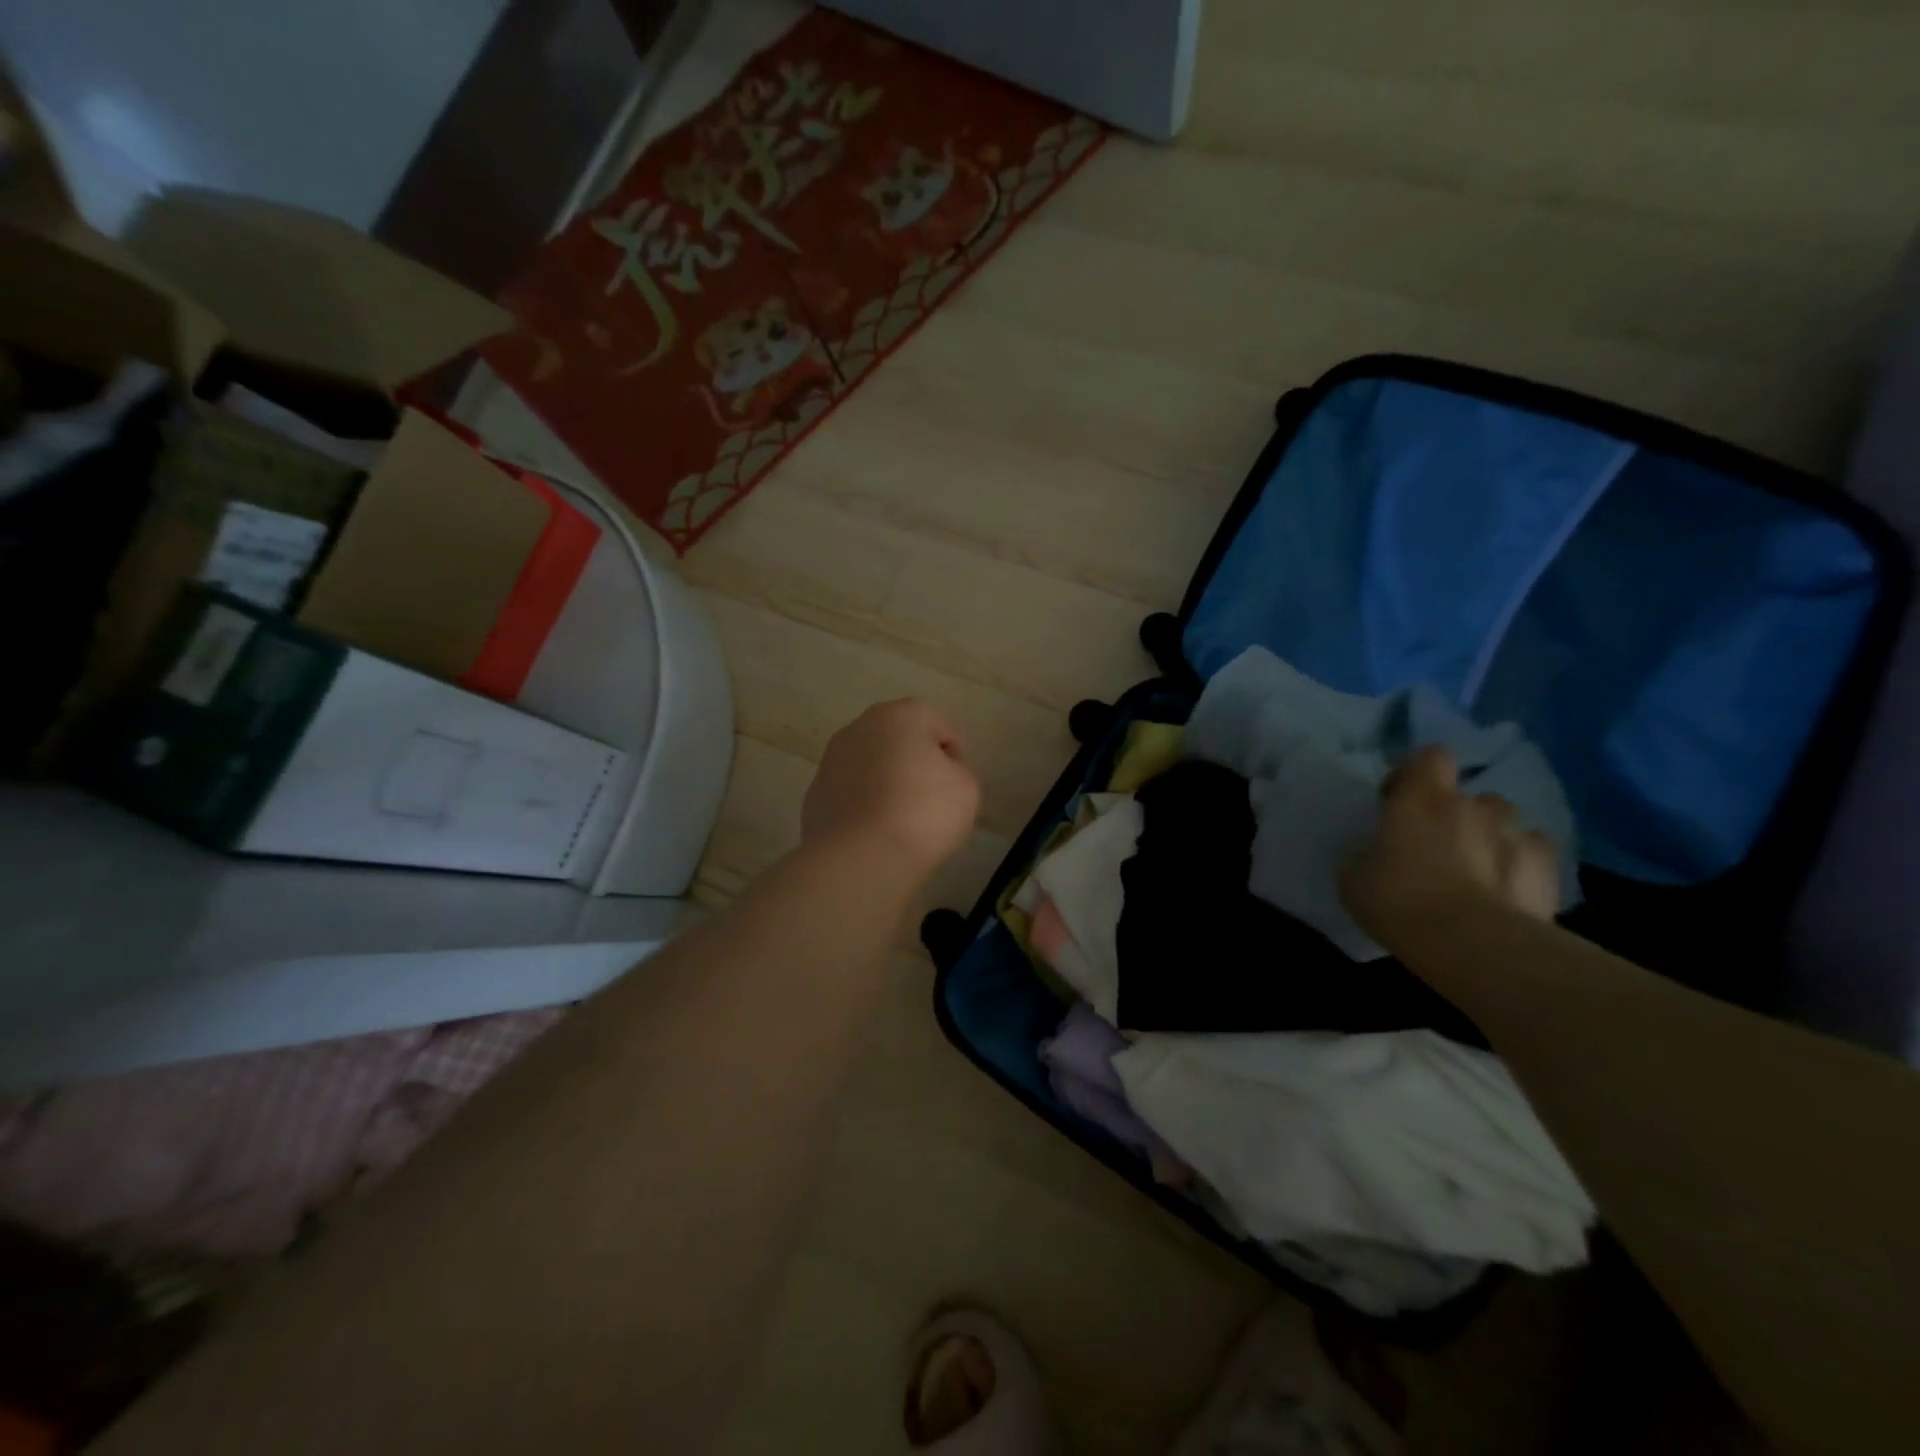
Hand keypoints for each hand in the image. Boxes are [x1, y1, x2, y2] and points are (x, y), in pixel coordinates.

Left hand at [802, 699, 980, 881]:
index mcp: (899, 715)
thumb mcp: (967, 788)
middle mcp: (859, 728)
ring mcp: (831, 761)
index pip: (939, 725)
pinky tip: (876, 833)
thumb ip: (958, 770)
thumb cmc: (922, 812)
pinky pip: (851, 794)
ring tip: (902, 820)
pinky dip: (864, 806)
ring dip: (887, 782)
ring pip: (871, 765)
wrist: (859, 859)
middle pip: (899, 740)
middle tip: (932, 800)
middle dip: (915, 764)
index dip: (955, 756)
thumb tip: (937, 773)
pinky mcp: (814, 795)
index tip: (957, 787)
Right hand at [1341, 744, 1559, 944]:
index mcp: (1421, 798)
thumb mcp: (1354, 877)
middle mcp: (1472, 805)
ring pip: (1503, 822)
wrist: (1471, 944)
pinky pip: (1533, 852)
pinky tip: (1505, 890)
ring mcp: (1516, 833)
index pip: (1430, 756)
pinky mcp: (1549, 868)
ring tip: (1476, 871)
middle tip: (1436, 848)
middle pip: (1468, 796)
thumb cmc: (1399, 900)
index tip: (1399, 801)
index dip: (1416, 774)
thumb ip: (1366, 853)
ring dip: (1489, 837)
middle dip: (1455, 815)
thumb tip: (1374, 853)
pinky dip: (1520, 864)